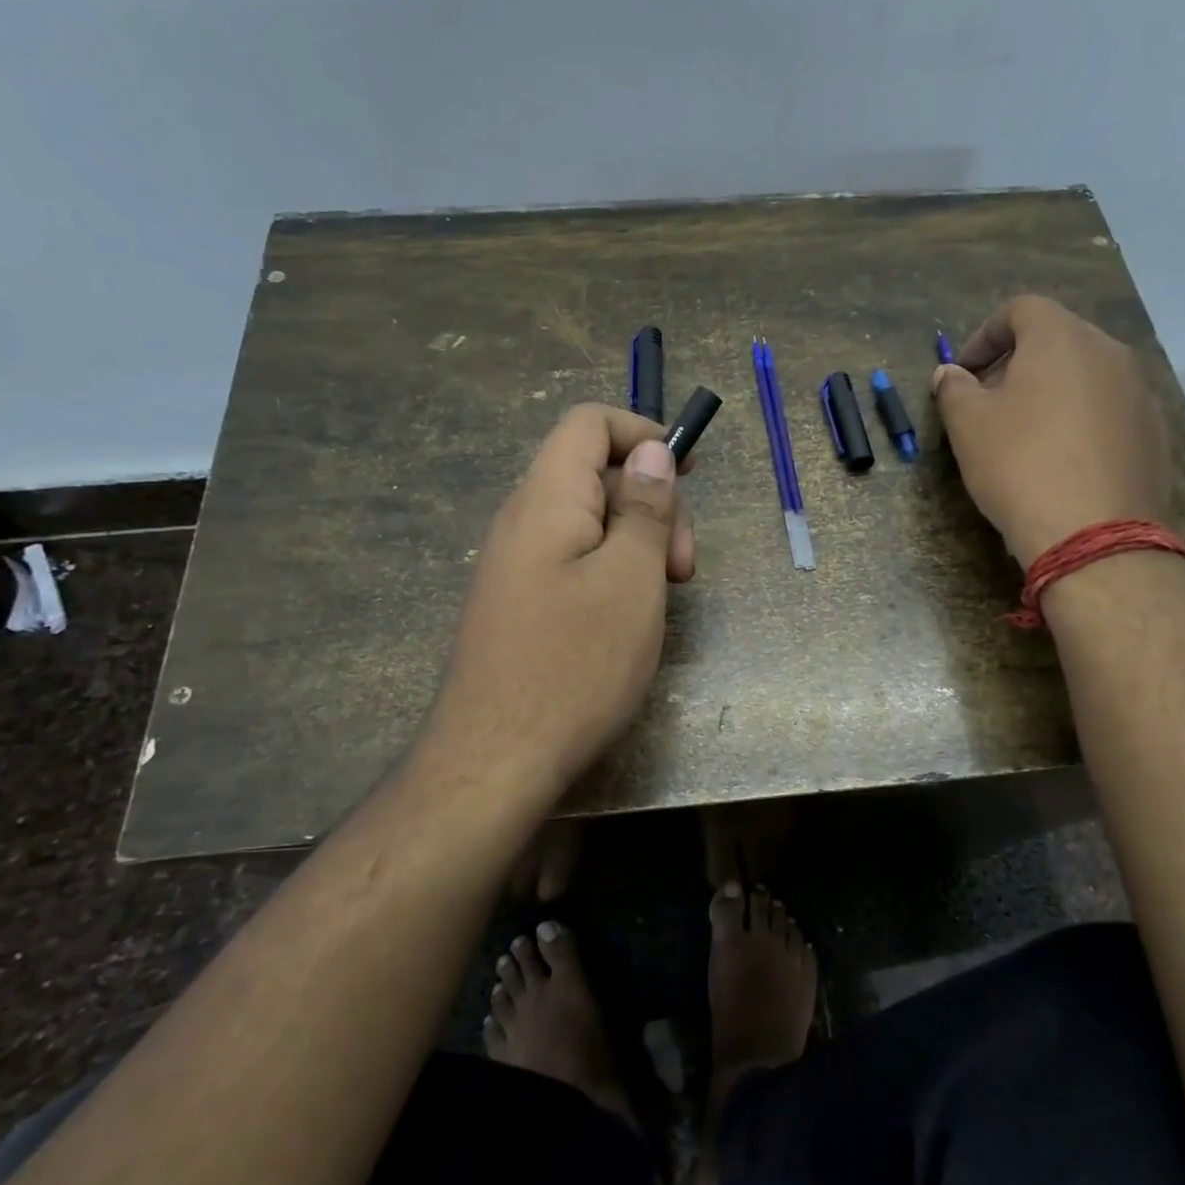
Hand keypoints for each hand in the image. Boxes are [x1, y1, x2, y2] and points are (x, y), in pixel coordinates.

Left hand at [426, 405, 693, 796]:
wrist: (495, 761)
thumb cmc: (574, 665)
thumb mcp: (630, 579)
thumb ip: (644, 508)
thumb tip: (651, 452)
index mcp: (545, 500)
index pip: (588, 424)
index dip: (642, 432)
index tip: (688, 471)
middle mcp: (523, 521)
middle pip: (594, 474)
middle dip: (651, 502)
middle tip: (683, 565)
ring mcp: (518, 565)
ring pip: (590, 522)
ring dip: (638, 542)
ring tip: (665, 594)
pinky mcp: (521, 602)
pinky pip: (574, 561)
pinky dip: (614, 571)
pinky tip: (632, 616)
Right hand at [932, 294, 1170, 567]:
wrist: (1092, 534)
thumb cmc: (1019, 466)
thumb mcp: (967, 426)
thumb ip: (954, 389)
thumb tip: (950, 374)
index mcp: (1061, 339)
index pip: (1020, 309)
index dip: (984, 335)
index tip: (963, 373)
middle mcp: (1109, 352)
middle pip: (1057, 339)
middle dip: (1017, 362)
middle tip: (988, 401)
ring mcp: (1138, 392)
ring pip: (1086, 374)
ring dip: (1051, 390)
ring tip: (1024, 433)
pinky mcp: (1153, 432)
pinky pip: (1108, 409)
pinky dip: (1080, 419)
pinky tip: (1062, 460)